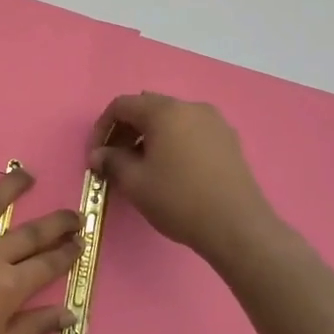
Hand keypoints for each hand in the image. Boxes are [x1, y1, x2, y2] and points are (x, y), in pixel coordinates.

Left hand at [0, 166, 79, 333]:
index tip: (80, 242)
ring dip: (11, 187)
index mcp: (8, 287)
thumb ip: (34, 327)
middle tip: (73, 213)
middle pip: (29, 232)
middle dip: (56, 222)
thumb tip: (70, 313)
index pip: (48, 264)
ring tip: (26, 174)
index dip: (68, 252)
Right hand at [89, 92, 280, 262]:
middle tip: (114, 160)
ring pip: (170, 120)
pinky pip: (189, 132)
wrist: (237, 227)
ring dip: (148, 137)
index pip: (122, 105)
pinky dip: (171, 143)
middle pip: (147, 109)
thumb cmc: (178, 199)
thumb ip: (111, 161)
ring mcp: (214, 123)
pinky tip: (168, 170)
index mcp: (165, 112)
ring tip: (140, 167)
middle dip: (125, 131)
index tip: (96, 154)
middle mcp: (191, 108)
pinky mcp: (228, 141)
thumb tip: (99, 155)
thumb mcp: (134, 182)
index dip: (102, 127)